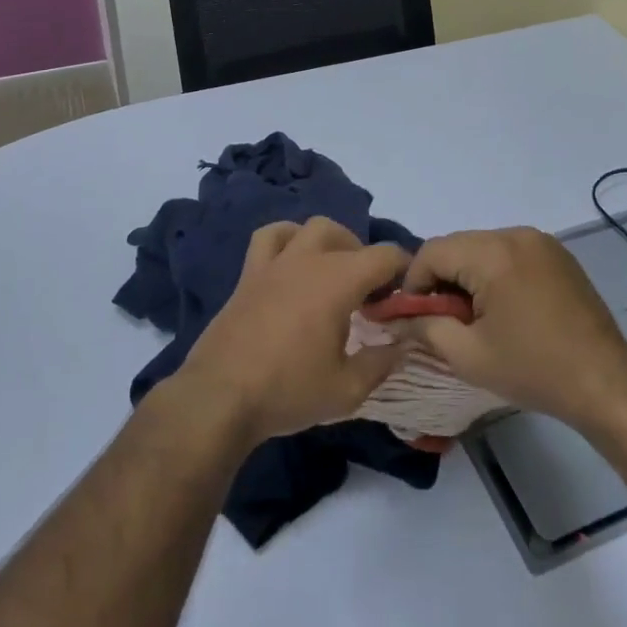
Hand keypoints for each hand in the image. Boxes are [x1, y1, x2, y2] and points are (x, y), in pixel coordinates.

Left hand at [176, 217, 409, 446]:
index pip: (386, 255)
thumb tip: (404, 344)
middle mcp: (309, 260)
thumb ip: (382, 362)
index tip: (407, 296)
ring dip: (331, 243)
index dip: (405, 269)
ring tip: (334, 273)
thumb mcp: (347, 389)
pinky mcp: (249, 274)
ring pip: (311, 228)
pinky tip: (292, 263)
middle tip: (369, 295)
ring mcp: (276, 263)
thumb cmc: (288, 391)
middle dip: (366, 259)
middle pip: (349, 237)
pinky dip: (287, 239)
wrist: (219, 397)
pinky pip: (270, 237)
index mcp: (339, 281)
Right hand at [398, 228, 626, 432]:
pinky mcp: (557, 253)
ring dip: (469, 276)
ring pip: (483, 248)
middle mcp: (516, 234)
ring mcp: (541, 241)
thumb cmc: (534, 370)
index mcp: (493, 253)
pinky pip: (510, 252)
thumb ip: (425, 328)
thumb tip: (396, 317)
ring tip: (475, 318)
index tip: (416, 318)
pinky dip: (496, 273)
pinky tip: (506, 309)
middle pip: (458, 246)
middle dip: (442, 280)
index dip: (415, 283)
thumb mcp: (468, 355)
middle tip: (444, 321)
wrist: (605, 382)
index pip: (433, 251)